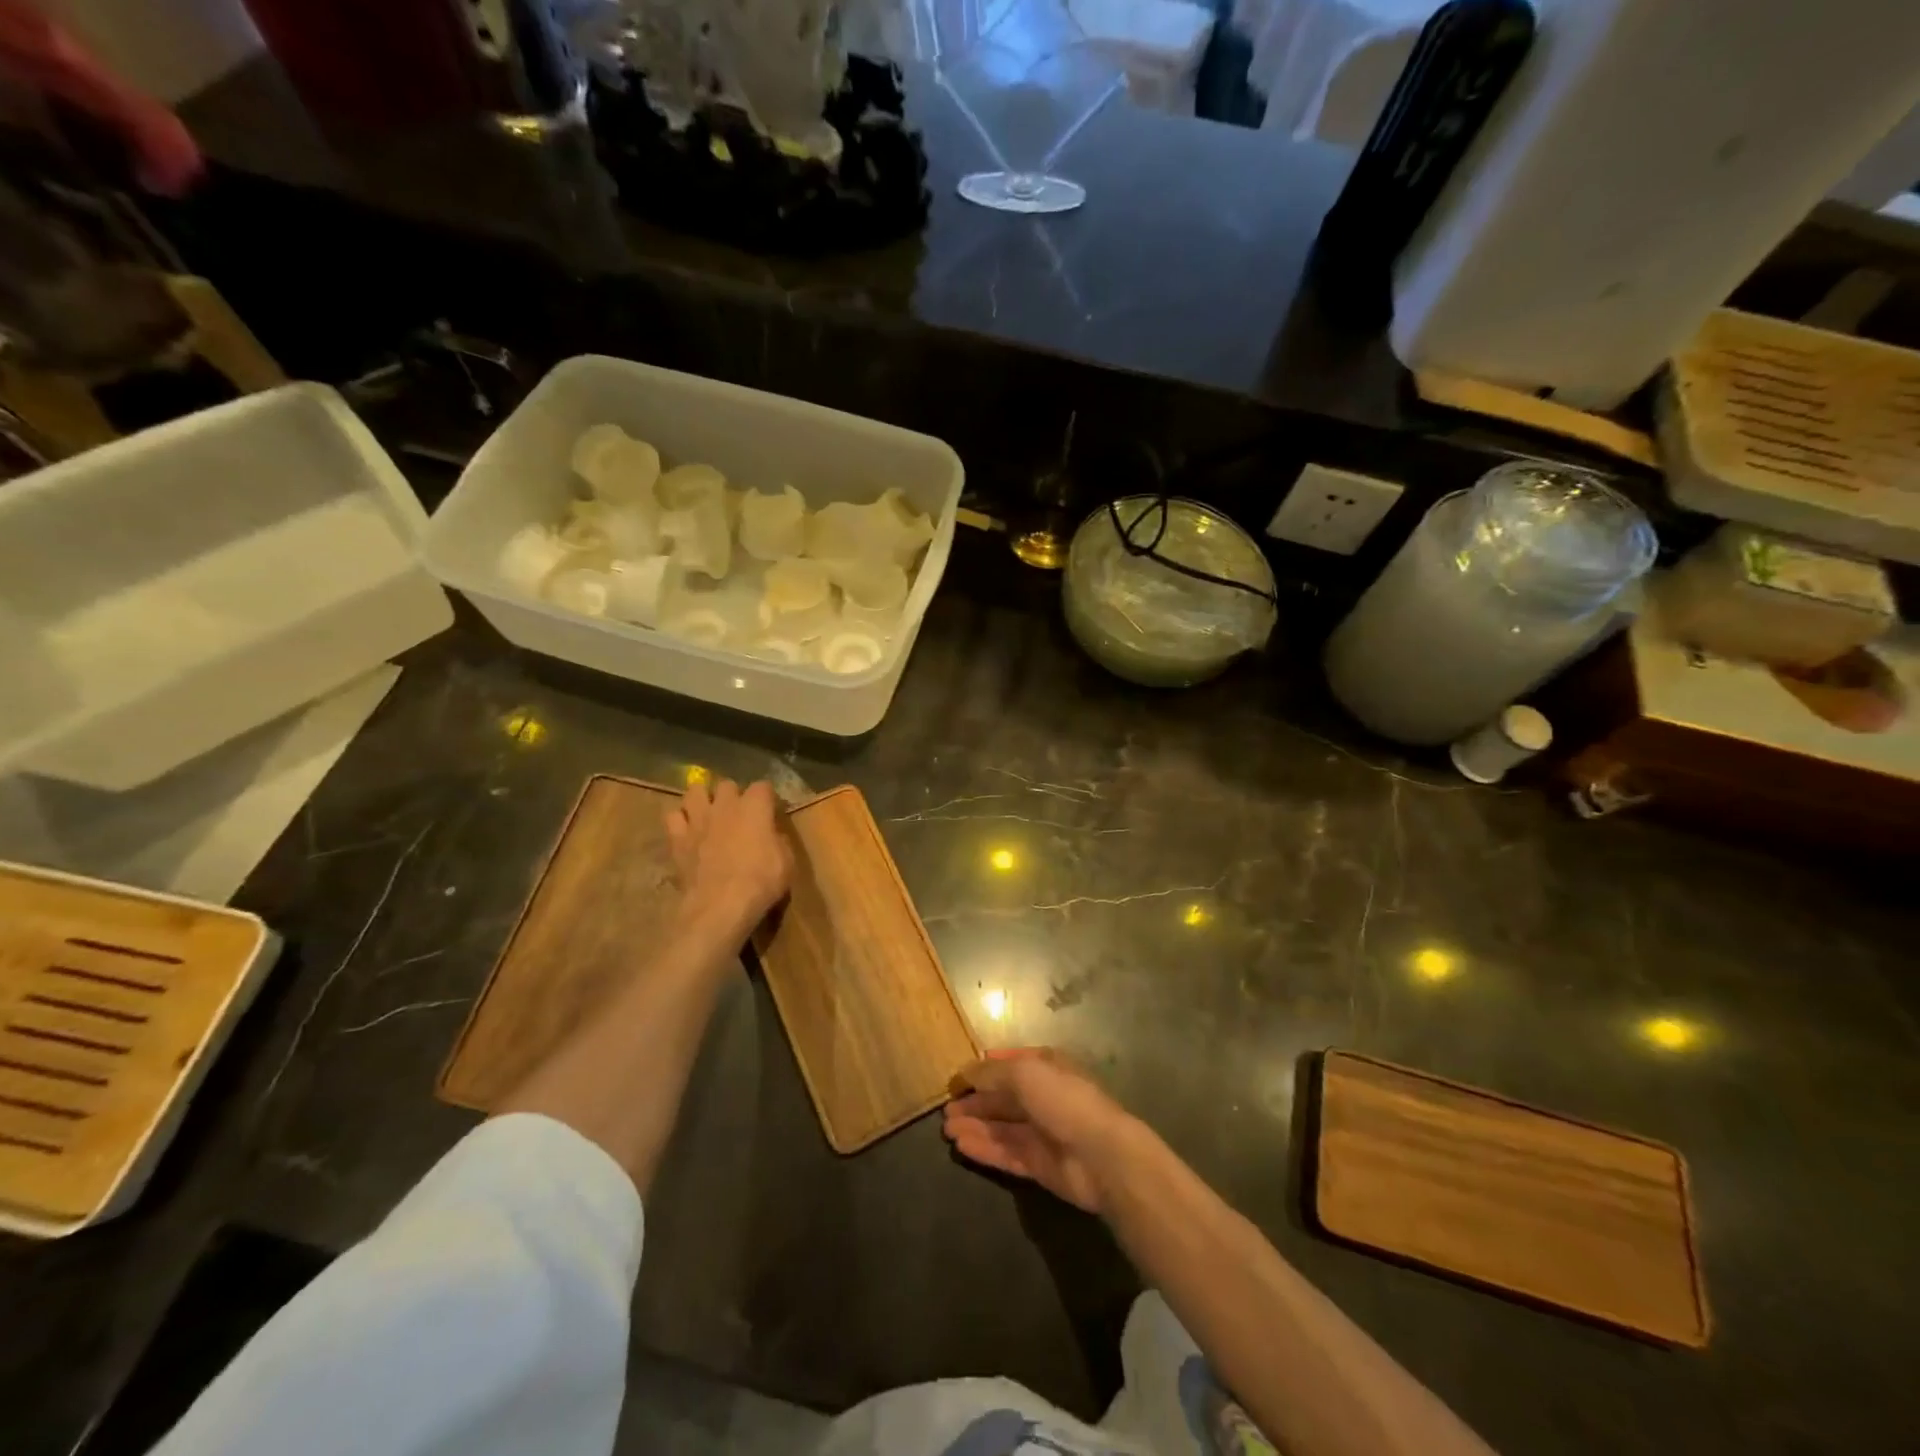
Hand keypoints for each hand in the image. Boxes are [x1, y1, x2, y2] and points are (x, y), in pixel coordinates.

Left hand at [665, 779, 791, 940]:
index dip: (767, 798)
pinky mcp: (677, 838)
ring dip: (703, 799)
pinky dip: (680, 820)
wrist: (720, 905)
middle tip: (739, 814)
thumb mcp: (787, 861)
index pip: (763, 786)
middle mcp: (725, 805)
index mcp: (755, 807)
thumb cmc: (761, 881)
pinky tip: (688, 830)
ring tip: (709, 813)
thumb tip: (771, 834)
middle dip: (733, 795)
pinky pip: (673, 816)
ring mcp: (698, 819)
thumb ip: (778, 840)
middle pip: (727, 785)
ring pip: (695, 791)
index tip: (771, 811)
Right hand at [943, 1049, 1142, 1215]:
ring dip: (975, 1126)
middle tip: (946, 1110)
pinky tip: (961, 1146)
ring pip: (1001, 1127)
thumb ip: (992, 1072)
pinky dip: (984, 1148)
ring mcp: (1041, 1132)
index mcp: (1046, 1067)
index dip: (984, 1069)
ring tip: (947, 1129)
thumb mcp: (1025, 1072)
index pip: (1010, 1064)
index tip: (958, 1078)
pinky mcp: (1038, 1164)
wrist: (1101, 1154)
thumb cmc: (1064, 1100)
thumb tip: (966, 1072)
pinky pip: (1005, 1153)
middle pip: (1003, 1098)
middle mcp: (1043, 1096)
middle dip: (975, 1102)